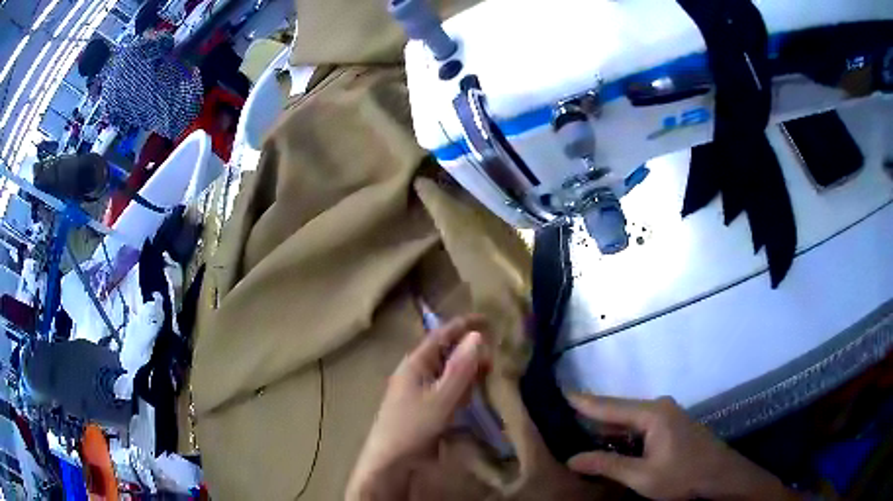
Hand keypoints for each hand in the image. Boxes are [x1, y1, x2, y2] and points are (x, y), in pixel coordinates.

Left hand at [346, 315, 489, 499]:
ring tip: (488, 374)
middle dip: (469, 351)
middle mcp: (415, 372)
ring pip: (447, 372)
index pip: (442, 334)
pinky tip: (470, 397)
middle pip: (445, 352)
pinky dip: (460, 388)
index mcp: (415, 363)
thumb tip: (476, 336)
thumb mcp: (441, 398)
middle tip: (494, 357)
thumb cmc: (412, 427)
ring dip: (466, 371)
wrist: (390, 462)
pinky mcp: (422, 407)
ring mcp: (417, 390)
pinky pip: (445, 389)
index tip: (490, 320)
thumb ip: (460, 369)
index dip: (464, 325)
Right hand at [566, 394, 797, 500]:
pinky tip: (607, 441)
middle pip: (618, 410)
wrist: (720, 475)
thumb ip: (607, 465)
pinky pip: (639, 425)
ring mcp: (667, 415)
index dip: (583, 401)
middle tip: (561, 416)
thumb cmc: (682, 475)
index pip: (609, 406)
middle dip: (591, 415)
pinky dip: (621, 433)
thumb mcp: (642, 476)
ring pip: (628, 419)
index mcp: (652, 414)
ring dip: (606, 427)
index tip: (558, 392)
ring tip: (577, 429)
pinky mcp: (670, 425)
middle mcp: (659, 407)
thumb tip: (571, 458)